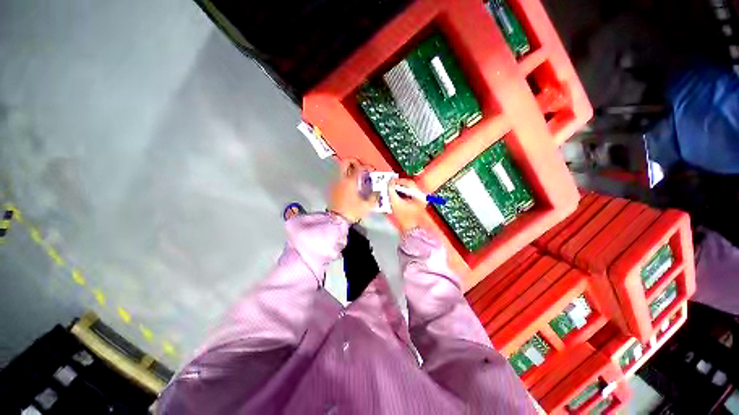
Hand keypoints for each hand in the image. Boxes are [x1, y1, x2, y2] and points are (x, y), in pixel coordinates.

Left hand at [328, 159, 377, 222]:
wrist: (337, 220)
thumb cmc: (352, 211)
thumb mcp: (367, 206)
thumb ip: (374, 197)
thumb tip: (377, 192)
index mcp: (351, 181)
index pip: (359, 167)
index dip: (366, 166)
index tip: (370, 170)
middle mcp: (342, 180)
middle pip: (345, 163)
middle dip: (353, 161)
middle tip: (360, 166)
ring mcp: (336, 184)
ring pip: (342, 170)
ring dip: (349, 170)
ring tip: (357, 177)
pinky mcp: (333, 189)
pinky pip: (340, 179)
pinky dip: (346, 178)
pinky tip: (351, 186)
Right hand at [388, 178, 426, 233]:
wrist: (411, 231)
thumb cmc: (405, 218)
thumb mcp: (396, 203)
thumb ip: (392, 191)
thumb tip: (389, 183)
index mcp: (419, 195)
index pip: (408, 182)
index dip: (398, 181)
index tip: (390, 182)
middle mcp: (421, 196)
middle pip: (408, 186)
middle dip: (397, 185)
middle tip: (389, 186)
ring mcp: (419, 201)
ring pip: (407, 191)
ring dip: (398, 190)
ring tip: (390, 191)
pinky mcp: (415, 205)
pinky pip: (407, 196)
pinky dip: (400, 195)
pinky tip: (394, 198)